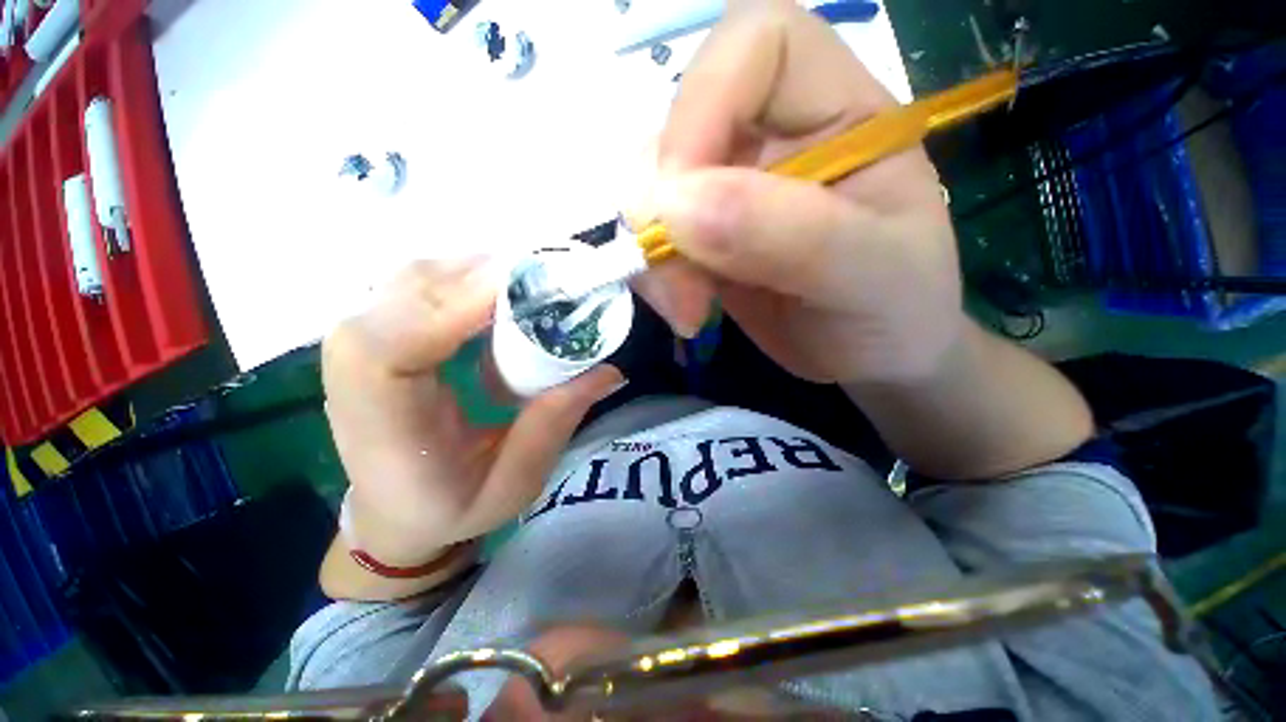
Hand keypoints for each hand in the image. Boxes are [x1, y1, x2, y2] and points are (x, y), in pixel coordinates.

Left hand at [322, 259, 623, 566]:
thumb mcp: (514, 484)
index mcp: (383, 426)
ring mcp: (360, 345)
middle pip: (409, 292)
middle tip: (550, 279)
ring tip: (532, 283)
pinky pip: (419, 285)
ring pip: (414, 277)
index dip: (458, 304)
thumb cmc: (450, 508)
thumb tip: (609, 370)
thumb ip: (554, 424)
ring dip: (478, 271)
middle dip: (484, 275)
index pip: (396, 345)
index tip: (527, 287)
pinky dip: (464, 279)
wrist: (395, 512)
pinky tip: (500, 293)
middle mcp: (355, 374)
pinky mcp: (380, 333)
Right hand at [633, 0, 963, 383]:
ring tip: (686, 310)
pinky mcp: (702, 237)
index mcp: (838, 109)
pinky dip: (651, 274)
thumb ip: (790, 236)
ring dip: (652, 252)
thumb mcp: (869, 276)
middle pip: (677, 124)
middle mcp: (772, 136)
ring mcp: (727, 189)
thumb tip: (677, 205)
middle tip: (684, 286)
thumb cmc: (895, 310)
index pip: (754, 44)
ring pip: (649, 187)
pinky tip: (682, 311)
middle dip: (661, 208)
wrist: (869, 357)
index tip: (686, 200)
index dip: (703, 105)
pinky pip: (649, 236)